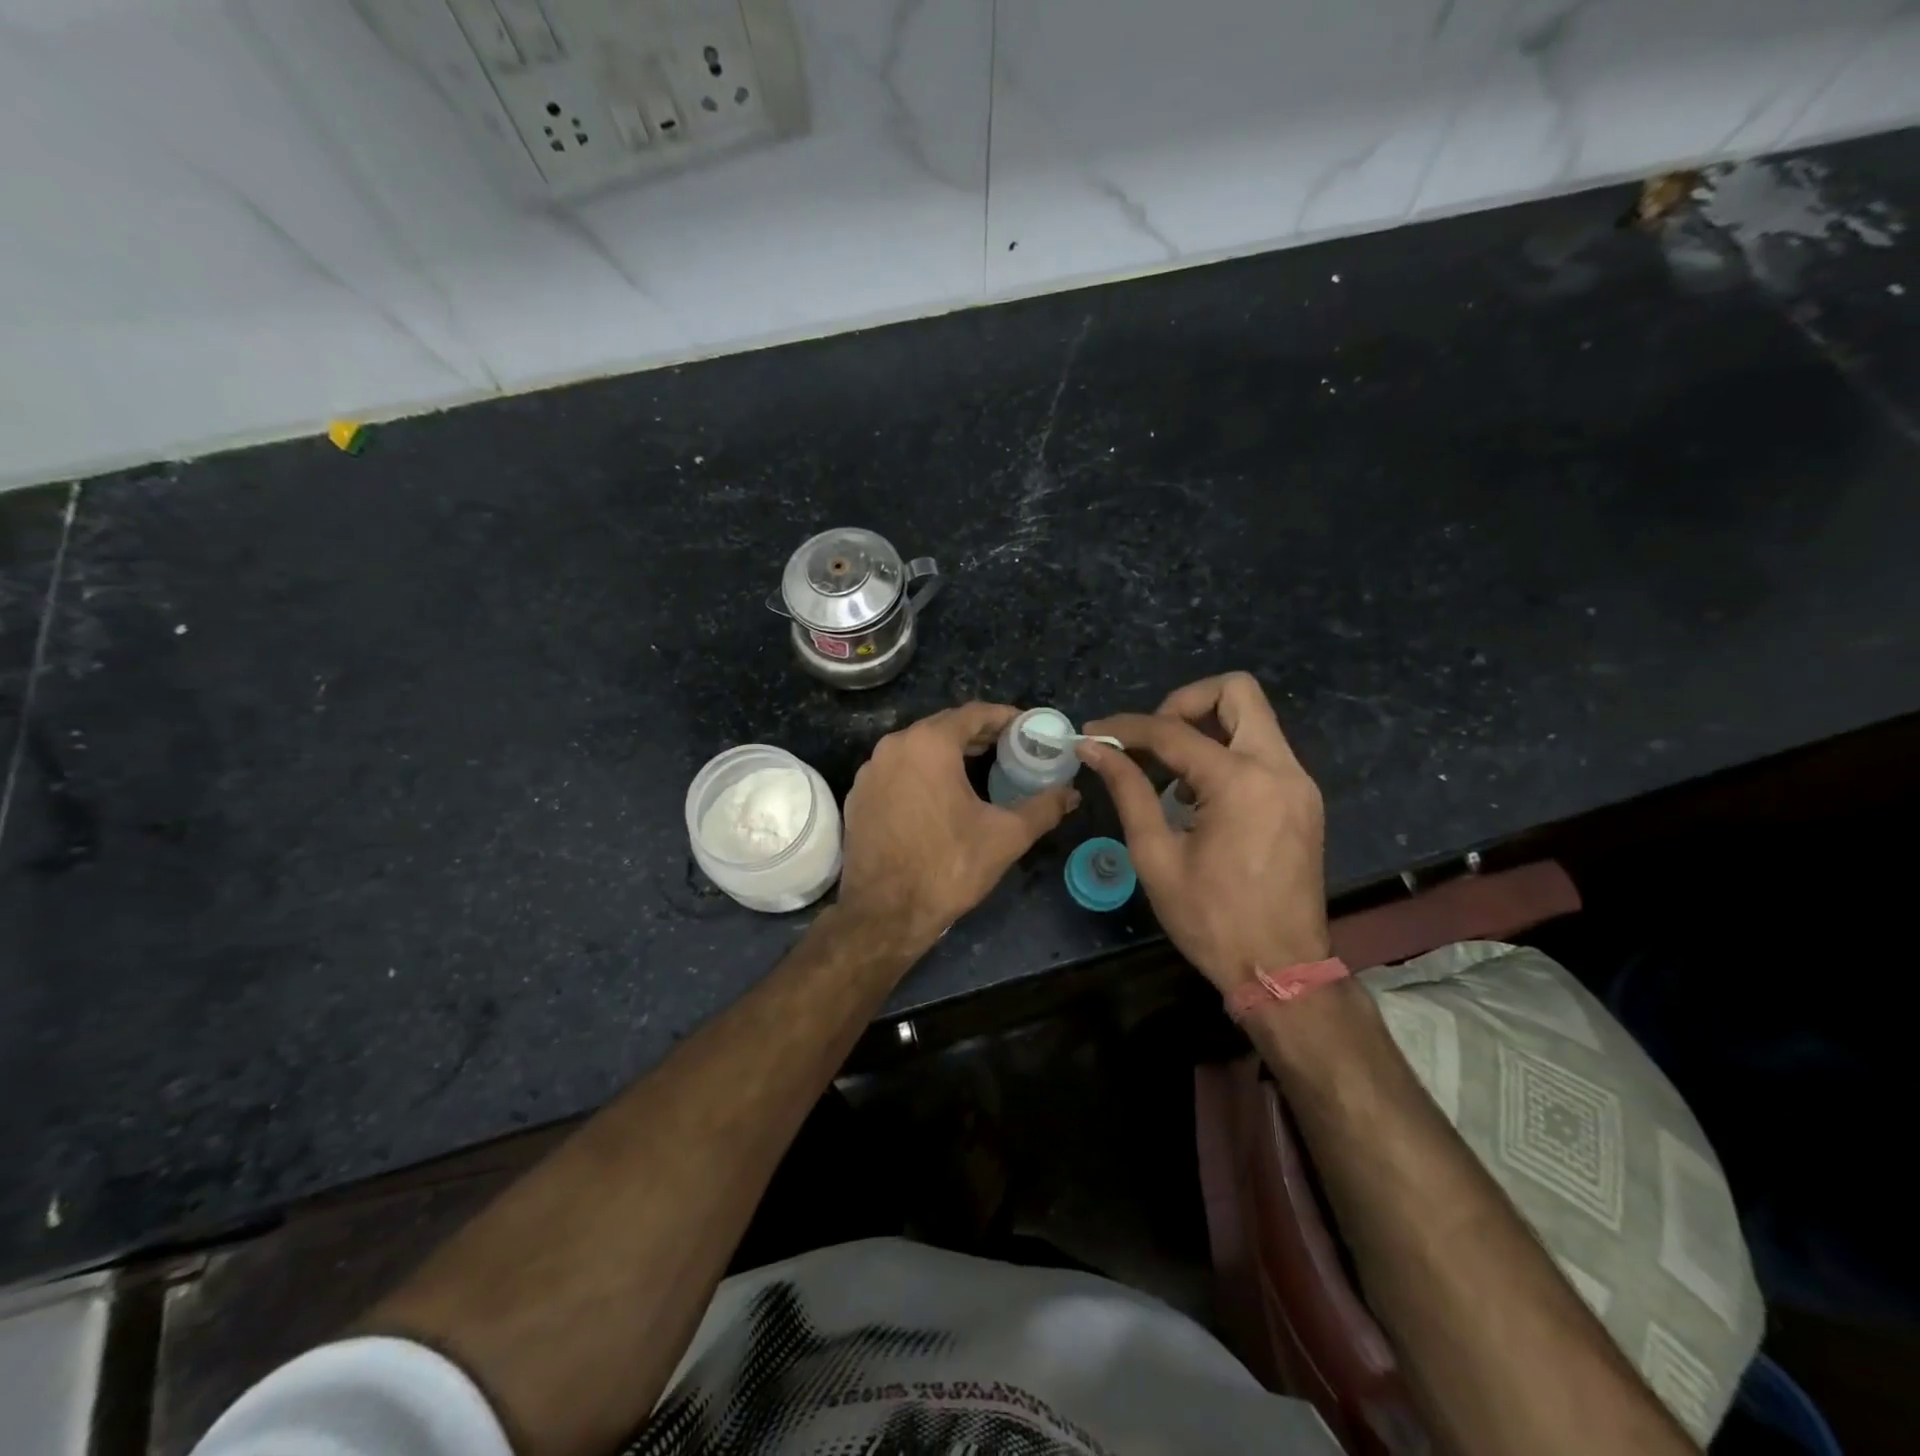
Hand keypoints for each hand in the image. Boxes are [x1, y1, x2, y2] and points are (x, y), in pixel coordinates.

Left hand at [839, 703, 1079, 953]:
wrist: (884, 913)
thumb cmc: (948, 866)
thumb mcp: (1006, 836)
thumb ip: (1043, 807)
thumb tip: (1071, 793)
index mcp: (929, 744)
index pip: (974, 713)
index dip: (1005, 717)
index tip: (1027, 728)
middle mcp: (894, 746)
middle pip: (944, 727)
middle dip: (979, 735)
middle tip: (1010, 749)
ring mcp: (871, 771)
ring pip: (918, 748)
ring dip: (950, 753)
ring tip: (980, 770)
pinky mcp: (859, 795)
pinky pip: (898, 770)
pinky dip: (923, 773)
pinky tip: (941, 796)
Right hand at [1079, 673, 1328, 992]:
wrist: (1280, 969)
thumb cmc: (1210, 919)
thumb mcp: (1156, 855)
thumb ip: (1128, 790)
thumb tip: (1094, 748)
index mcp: (1240, 782)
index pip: (1172, 732)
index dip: (1125, 728)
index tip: (1094, 734)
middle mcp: (1279, 767)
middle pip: (1237, 691)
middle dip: (1184, 703)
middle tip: (1151, 739)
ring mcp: (1298, 782)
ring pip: (1253, 718)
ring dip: (1206, 729)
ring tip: (1169, 774)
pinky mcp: (1303, 799)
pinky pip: (1262, 750)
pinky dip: (1226, 753)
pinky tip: (1198, 796)